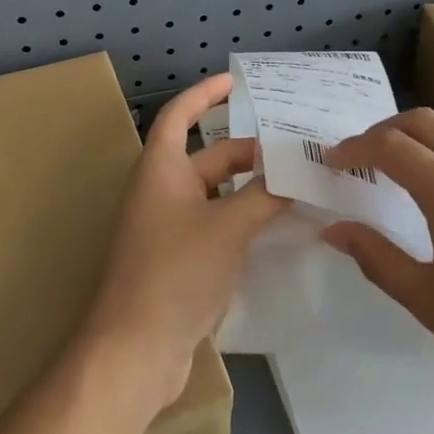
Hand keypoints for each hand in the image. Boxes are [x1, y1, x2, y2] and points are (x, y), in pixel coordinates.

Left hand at [79, 75, 286, 410]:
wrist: (135, 351)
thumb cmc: (175, 272)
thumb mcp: (228, 226)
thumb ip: (265, 195)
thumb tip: (295, 175)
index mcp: (161, 169)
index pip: (179, 115)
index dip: (205, 94)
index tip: (236, 82)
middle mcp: (163, 191)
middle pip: (209, 157)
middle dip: (250, 152)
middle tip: (296, 152)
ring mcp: (170, 228)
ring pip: (218, 194)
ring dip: (252, 189)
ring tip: (298, 185)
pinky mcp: (181, 261)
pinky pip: (218, 226)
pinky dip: (245, 221)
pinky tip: (279, 228)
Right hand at [321, 108, 433, 415]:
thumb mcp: (428, 301)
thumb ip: (376, 258)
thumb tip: (335, 230)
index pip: (391, 147)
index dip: (355, 148)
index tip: (333, 162)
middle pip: (424, 121)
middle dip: (385, 130)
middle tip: (363, 158)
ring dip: (423, 137)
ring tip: (405, 167)